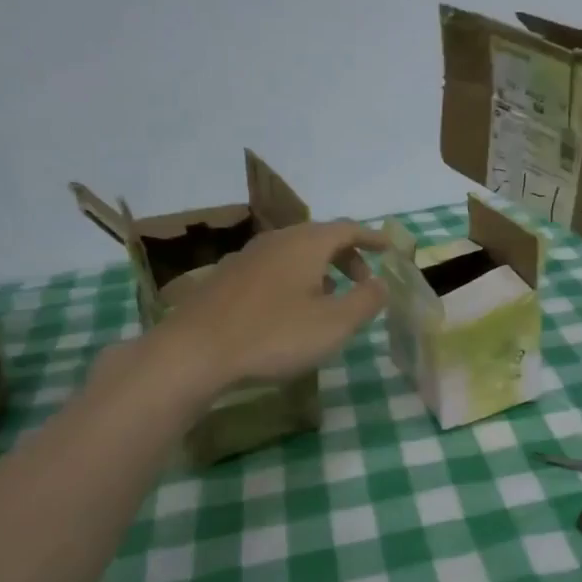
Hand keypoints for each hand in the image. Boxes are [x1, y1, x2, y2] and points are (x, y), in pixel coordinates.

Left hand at [139, 220, 390, 395]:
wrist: (193, 352)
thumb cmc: (274, 335)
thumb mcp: (334, 324)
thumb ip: (366, 300)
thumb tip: (381, 283)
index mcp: (306, 243)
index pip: (347, 229)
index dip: (371, 237)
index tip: (389, 248)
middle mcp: (277, 240)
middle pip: (320, 237)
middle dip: (346, 255)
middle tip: (362, 280)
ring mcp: (247, 257)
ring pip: (294, 252)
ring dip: (319, 268)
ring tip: (330, 295)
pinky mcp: (226, 278)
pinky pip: (273, 267)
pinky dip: (294, 278)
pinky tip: (290, 307)